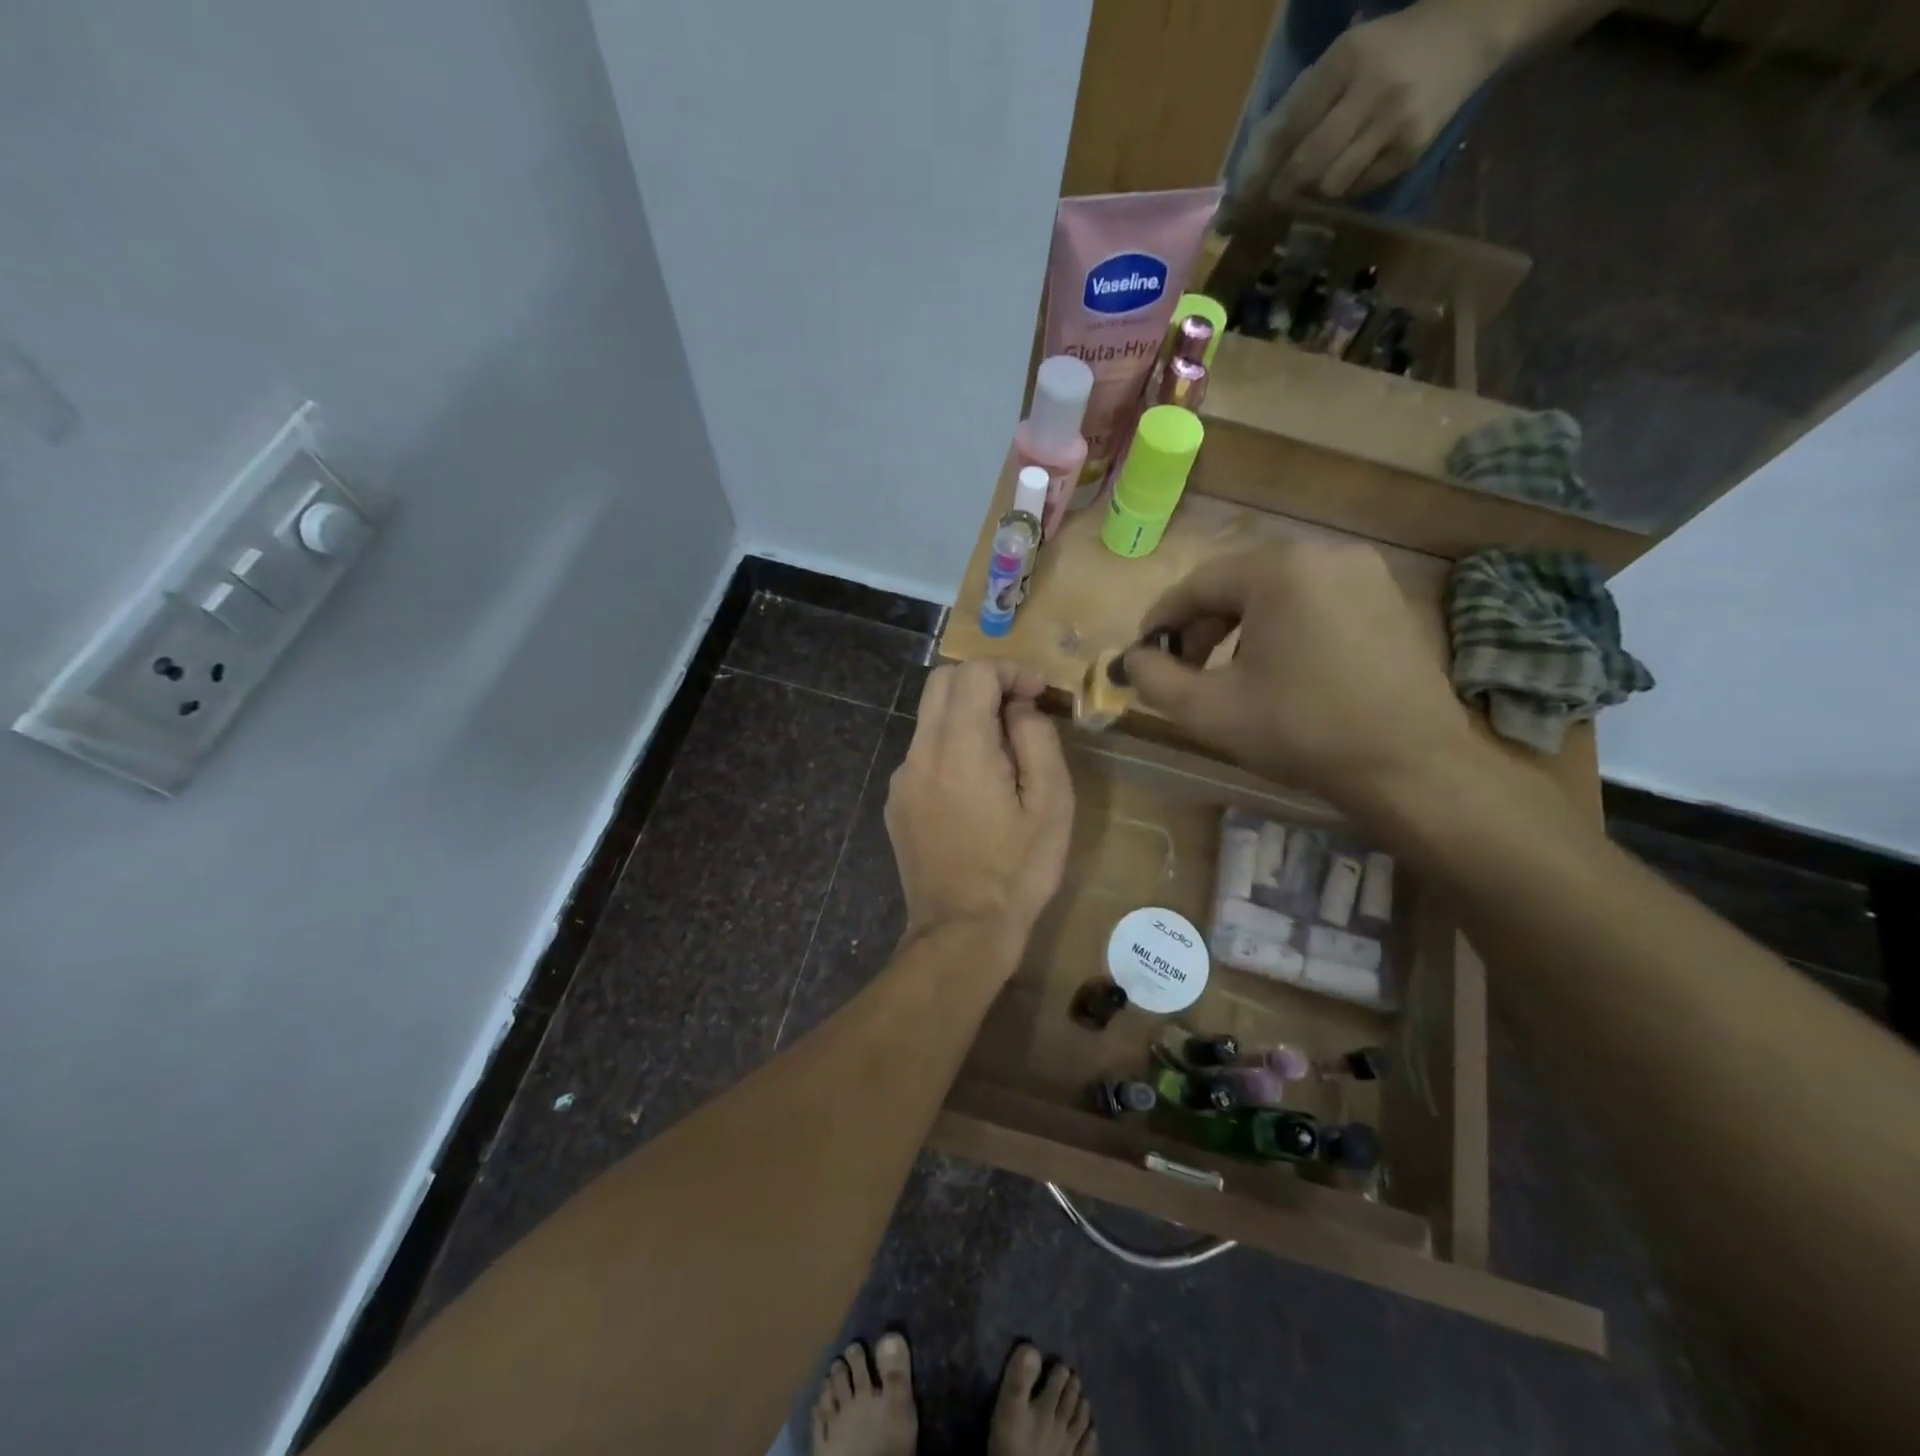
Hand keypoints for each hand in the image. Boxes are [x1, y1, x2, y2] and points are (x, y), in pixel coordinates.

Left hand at [886, 661, 1073, 951]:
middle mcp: (920, 753)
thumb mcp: (1051, 804)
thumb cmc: (1017, 871)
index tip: (1037, 694)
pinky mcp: (896, 802)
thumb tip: (1019, 708)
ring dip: (966, 715)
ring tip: (1004, 753)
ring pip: (929, 718)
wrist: (961, 931)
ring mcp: (902, 779)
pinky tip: (976, 788)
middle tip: (1020, 709)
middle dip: (983, 681)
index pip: (973, 673)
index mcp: (959, 748)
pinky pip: (923, 753)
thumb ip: (1037, 739)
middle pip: (941, 683)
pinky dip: (950, 747)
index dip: (1010, 671)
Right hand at [1123, 542, 1481, 809]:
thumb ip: (1155, 679)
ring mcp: (1364, 572)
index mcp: (1279, 570)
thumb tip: (1132, 659)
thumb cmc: (1302, 731)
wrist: (1411, 766)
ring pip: (1276, 591)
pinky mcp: (1387, 596)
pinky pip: (1314, 599)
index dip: (1162, 620)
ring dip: (1240, 626)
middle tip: (1183, 669)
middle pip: (1237, 583)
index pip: (1197, 585)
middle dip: (1202, 625)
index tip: (1143, 655)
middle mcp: (1324, 553)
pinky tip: (1279, 668)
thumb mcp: (1209, 711)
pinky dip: (1282, 625)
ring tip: (1229, 673)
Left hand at [1227, 2, 1500, 210]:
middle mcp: (1372, 88)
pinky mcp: (1412, 149)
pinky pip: (1358, 190)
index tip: (1233, 203)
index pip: (1286, 127)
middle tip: (1260, 210)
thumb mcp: (1341, 61)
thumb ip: (1299, 108)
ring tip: (1304, 192)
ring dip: (1309, 196)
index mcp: (1346, 58)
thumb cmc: (1388, 51)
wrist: (1471, 30)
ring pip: (1329, 186)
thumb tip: (1250, 171)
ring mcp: (1395, 121)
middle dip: (1276, 194)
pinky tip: (1344, 178)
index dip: (1255, 172)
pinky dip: (1342, 192)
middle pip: (1304, 165)